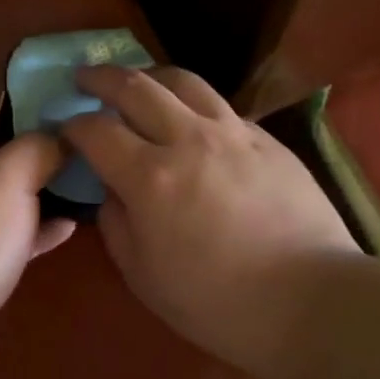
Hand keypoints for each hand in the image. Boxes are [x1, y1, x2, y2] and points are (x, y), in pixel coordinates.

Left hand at [0, 94, 75, 346]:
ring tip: (79, 182)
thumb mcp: (8, 176)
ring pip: (0, 194)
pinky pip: (4, 233)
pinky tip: (68, 226)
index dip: (9, 103)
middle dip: (31, 147)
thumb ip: (38, 146)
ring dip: (37, 188)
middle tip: (74, 145)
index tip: (51, 109)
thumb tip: (58, 138)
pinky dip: (33, 227)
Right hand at [64, 65, 359, 378]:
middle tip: (85, 79)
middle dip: (101, 78)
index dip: (74, 125)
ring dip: (149, 76)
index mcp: (150, 177)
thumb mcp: (144, 276)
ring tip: (138, 83)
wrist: (313, 301)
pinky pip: (220, 105)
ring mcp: (232, 132)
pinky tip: (192, 119)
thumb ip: (116, 223)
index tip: (66, 128)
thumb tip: (112, 189)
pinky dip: (193, 103)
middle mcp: (188, 139)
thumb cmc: (219, 303)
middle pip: (135, 87)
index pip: (97, 130)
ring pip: (183, 81)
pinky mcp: (266, 138)